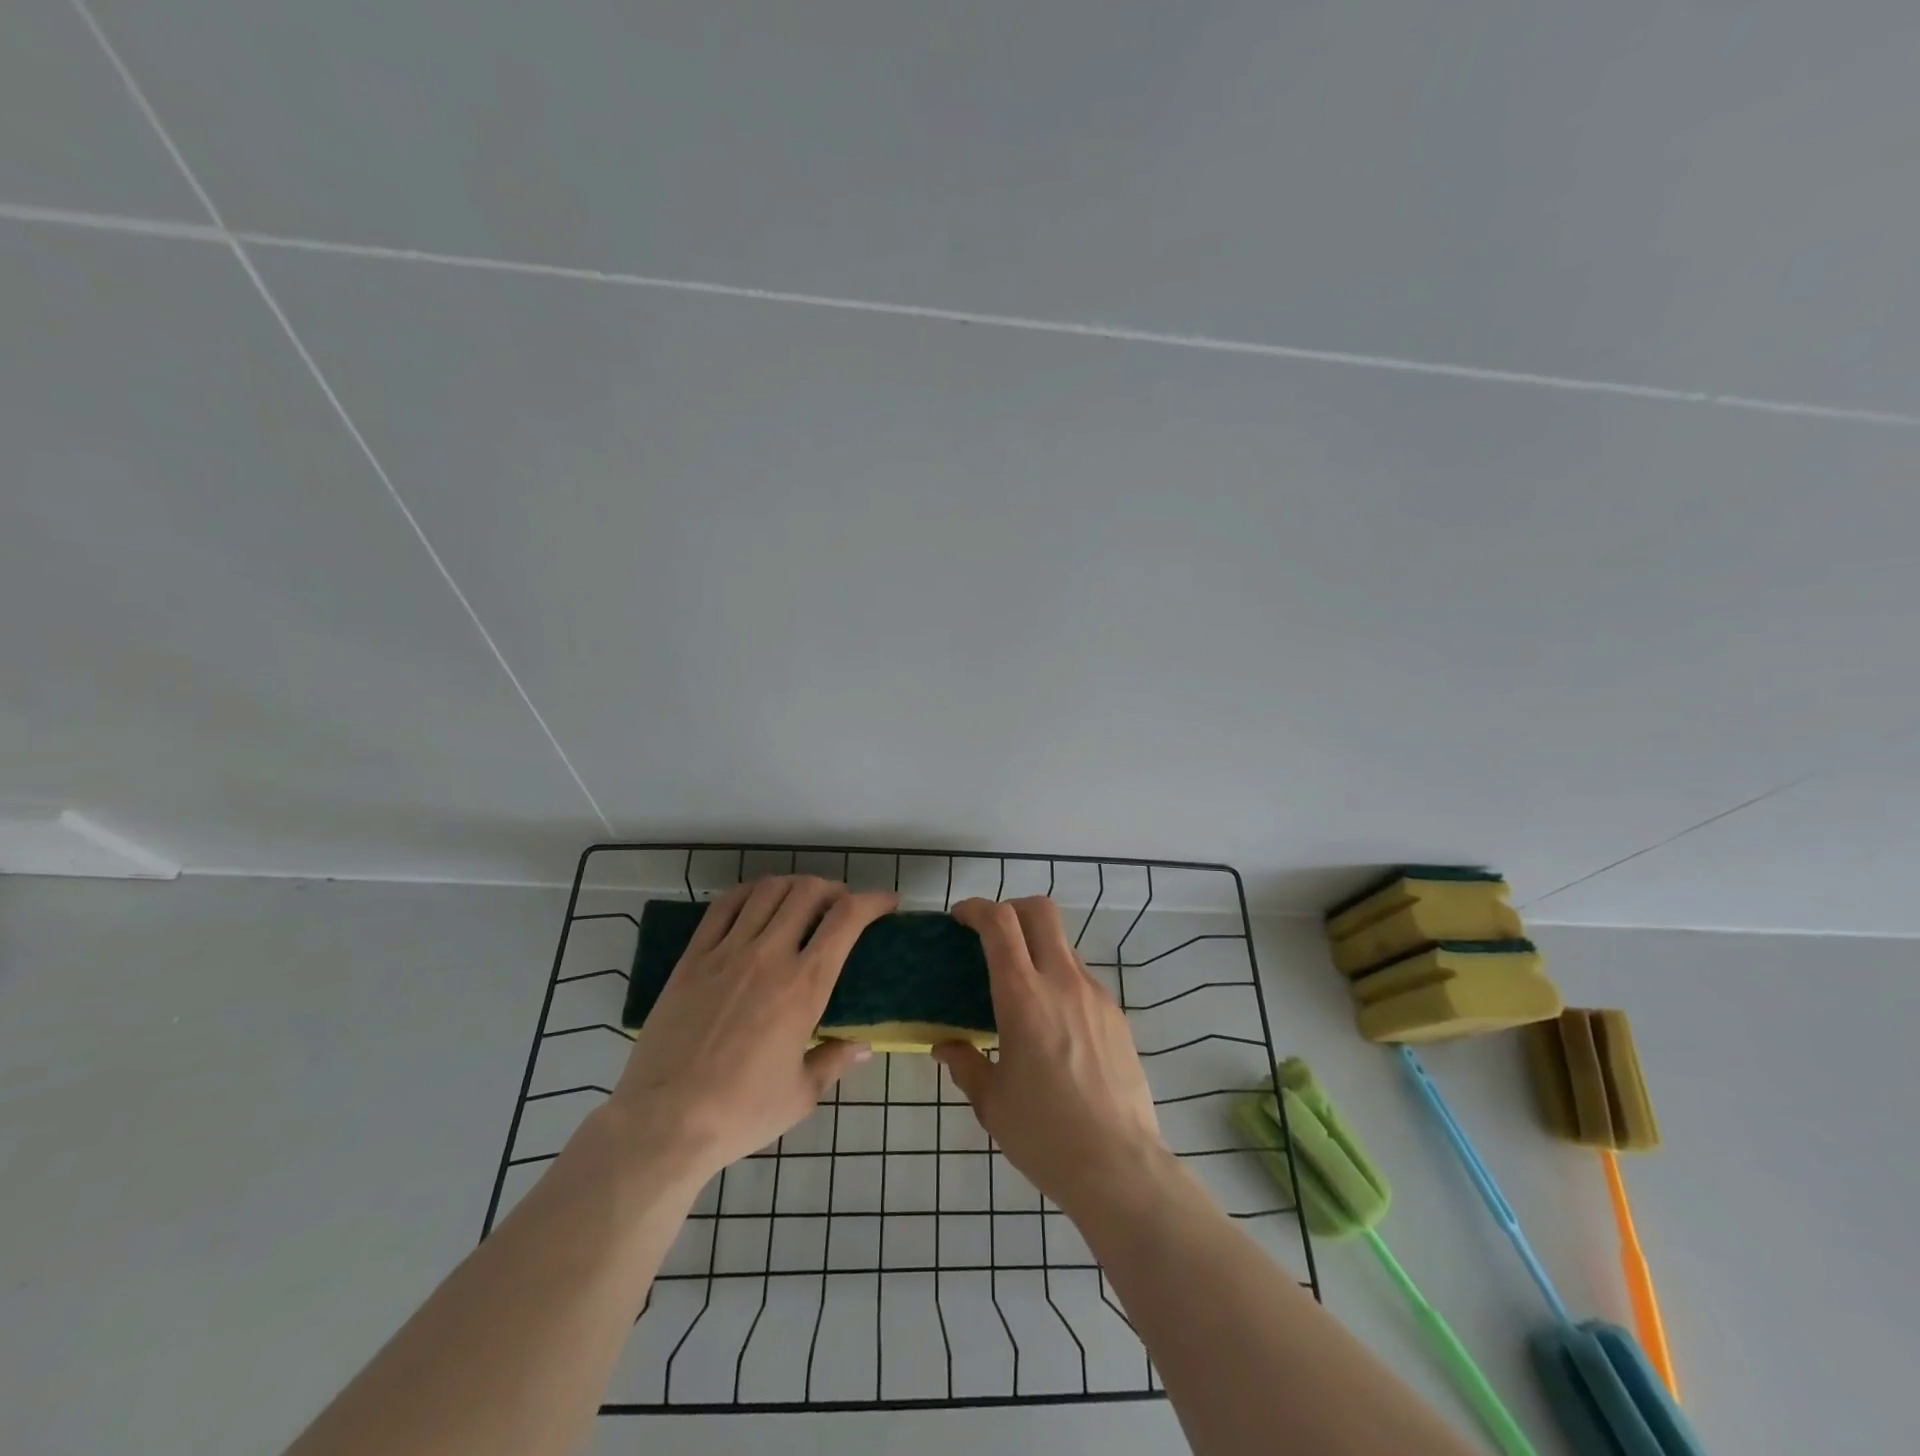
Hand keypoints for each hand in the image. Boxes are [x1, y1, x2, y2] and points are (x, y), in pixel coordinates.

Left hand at [604, 876, 895, 1184]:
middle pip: (808, 892)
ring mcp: (726, 953)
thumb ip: (835, 1061)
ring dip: (795, 885)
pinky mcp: (692, 959)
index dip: (873, 901)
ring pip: (768, 891)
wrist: (663, 1124)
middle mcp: (769, 956)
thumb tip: (864, 1046)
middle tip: (842, 905)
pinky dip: (749, 892)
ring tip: (803, 900)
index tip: (886, 902)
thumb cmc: (741, 1114)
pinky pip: (723, 906)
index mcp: (804, 987)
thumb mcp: (801, 1095)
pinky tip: (757, 900)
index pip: (847, 919)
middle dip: (835, 888)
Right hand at [934, 897, 1167, 1215]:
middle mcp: (1063, 982)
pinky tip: (1053, 1024)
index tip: (959, 918)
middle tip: (991, 934)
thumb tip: (945, 1046)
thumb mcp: (991, 1102)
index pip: (1000, 924)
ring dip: (1037, 947)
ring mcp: (1095, 995)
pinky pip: (1082, 978)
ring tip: (1021, 990)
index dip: (976, 908)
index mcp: (1024, 997)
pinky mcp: (1117, 1015)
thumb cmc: (1044, 1135)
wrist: (1119, 1167)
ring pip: (1063, 944)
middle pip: (1039, 911)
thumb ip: (965, 1063)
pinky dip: (1060, 979)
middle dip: (1011, 908)